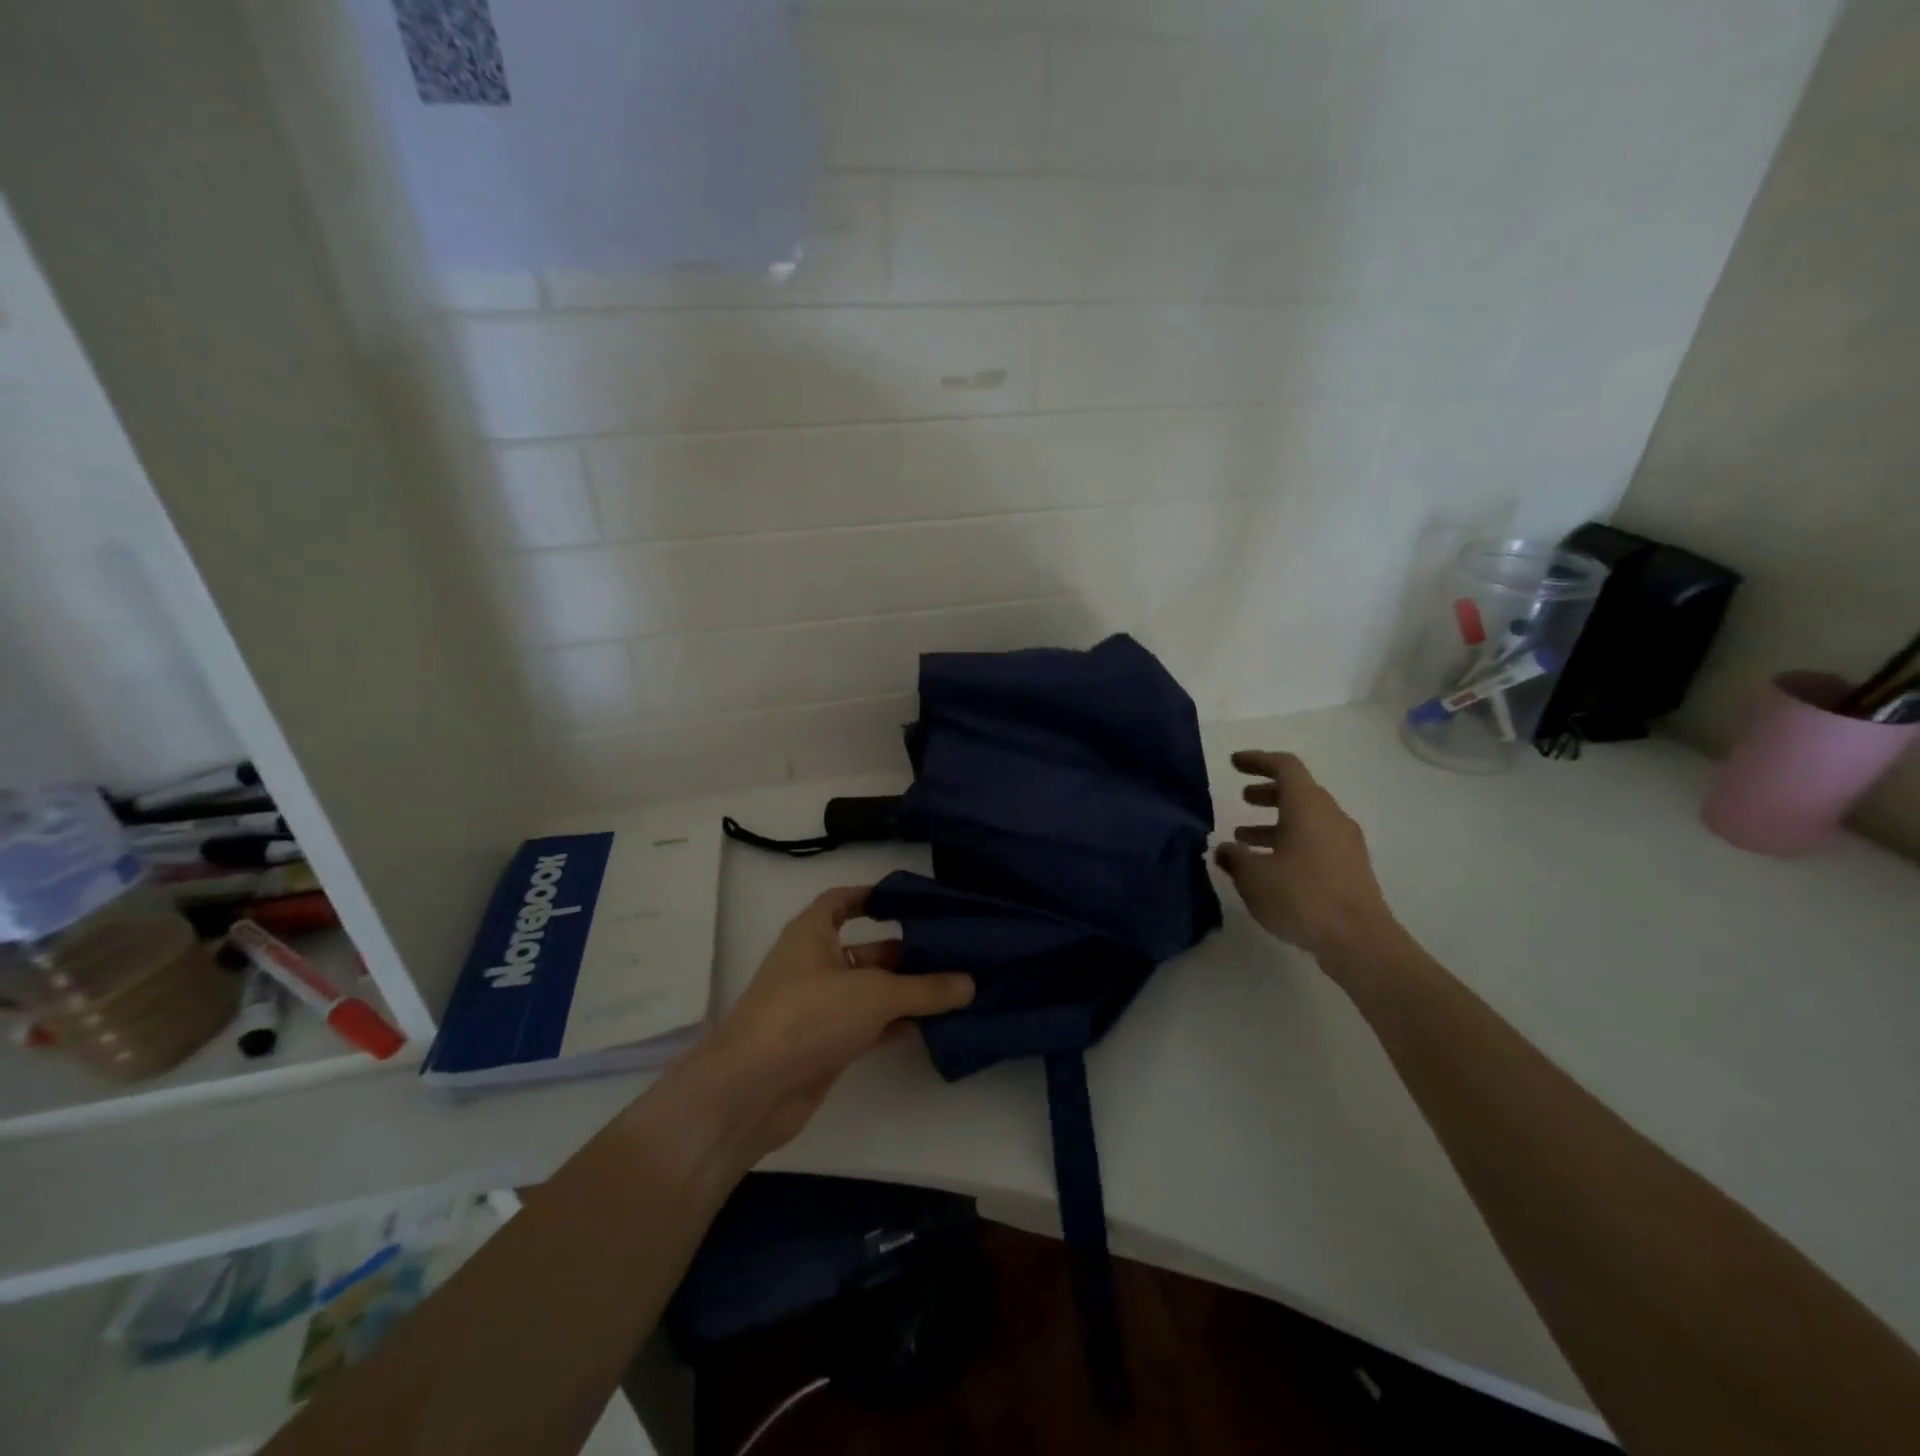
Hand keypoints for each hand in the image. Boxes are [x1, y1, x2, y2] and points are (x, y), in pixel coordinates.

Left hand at [679, 886, 974, 1163]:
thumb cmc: (808, 1015)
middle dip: (906, 951)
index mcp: (812, 933)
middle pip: (866, 949)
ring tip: (956, 987)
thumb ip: (925, 989)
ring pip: (870, 990)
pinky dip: (896, 1023)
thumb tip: (970, 983)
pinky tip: (933, 1024)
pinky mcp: (825, 1044)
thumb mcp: (875, 994)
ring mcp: (819, 1007)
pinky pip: (868, 1024)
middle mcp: (814, 964)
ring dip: (906, 991)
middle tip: (954, 951)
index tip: (910, 900)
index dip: (872, 896)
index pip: (841, 901)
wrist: (752, 1091)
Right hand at [1214, 750, 1395, 966]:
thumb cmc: (1302, 897)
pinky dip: (1290, 841)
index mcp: (1308, 807)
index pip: (1285, 766)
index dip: (1258, 760)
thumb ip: (1235, 858)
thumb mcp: (1254, 877)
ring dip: (1275, 821)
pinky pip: (1315, 840)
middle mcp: (1330, 816)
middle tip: (1242, 798)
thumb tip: (1225, 850)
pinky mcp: (1350, 867)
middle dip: (1267, 792)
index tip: (1234, 763)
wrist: (1360, 941)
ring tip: (1245, 838)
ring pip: (1306, 818)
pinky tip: (1270, 866)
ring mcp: (1344, 843)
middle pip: (1298, 791)